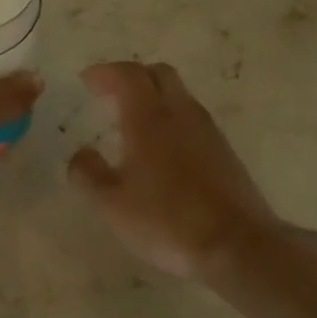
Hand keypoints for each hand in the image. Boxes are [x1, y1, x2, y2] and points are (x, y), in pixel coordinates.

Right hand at [69, 61, 282, 280]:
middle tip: (109, 93)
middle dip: (132, 76)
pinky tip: (161, 149)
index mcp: (149, 119)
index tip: (86, 80)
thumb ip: (87, 174)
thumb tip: (80, 154)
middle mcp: (181, 115)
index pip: (127, 75)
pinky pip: (192, 120)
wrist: (236, 245)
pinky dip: (171, 119)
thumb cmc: (165, 221)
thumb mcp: (111, 204)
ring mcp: (208, 132)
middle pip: (159, 74)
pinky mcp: (225, 152)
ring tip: (131, 121)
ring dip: (154, 97)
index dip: (104, 72)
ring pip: (179, 96)